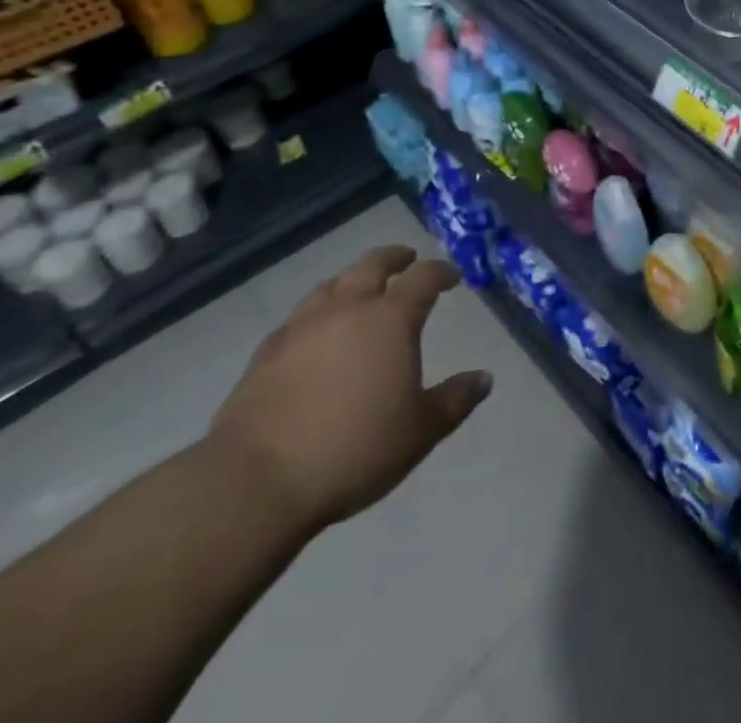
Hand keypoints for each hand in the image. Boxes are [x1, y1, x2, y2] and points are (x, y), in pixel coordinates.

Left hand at [207, 246, 492, 531]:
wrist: (256, 481)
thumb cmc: (354, 449)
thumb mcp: (420, 431)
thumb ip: (455, 400)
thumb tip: (484, 378)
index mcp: (390, 319)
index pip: (423, 278)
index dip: (441, 271)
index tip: (452, 275)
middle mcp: (347, 309)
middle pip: (372, 265)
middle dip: (394, 258)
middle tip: (407, 259)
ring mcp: (301, 328)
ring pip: (331, 285)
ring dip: (352, 280)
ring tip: (360, 289)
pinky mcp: (265, 353)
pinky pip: (298, 318)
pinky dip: (316, 314)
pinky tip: (314, 332)